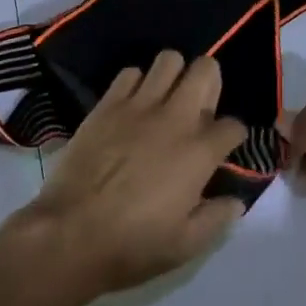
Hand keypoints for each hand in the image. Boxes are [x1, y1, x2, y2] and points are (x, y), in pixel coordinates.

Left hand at [14, 51, 247, 303]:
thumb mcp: (186, 245)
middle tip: (200, 106)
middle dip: (210, 82)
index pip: (233, 125)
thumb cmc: (132, 245)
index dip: (233, 136)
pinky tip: (133, 105)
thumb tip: (235, 200)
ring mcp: (139, 105)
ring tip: (167, 97)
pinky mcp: (108, 103)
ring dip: (174, 74)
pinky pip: (130, 72)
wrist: (70, 233)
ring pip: (169, 59)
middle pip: (206, 69)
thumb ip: (217, 218)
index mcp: (199, 152)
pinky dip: (136, 83)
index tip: (223, 148)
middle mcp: (175, 117)